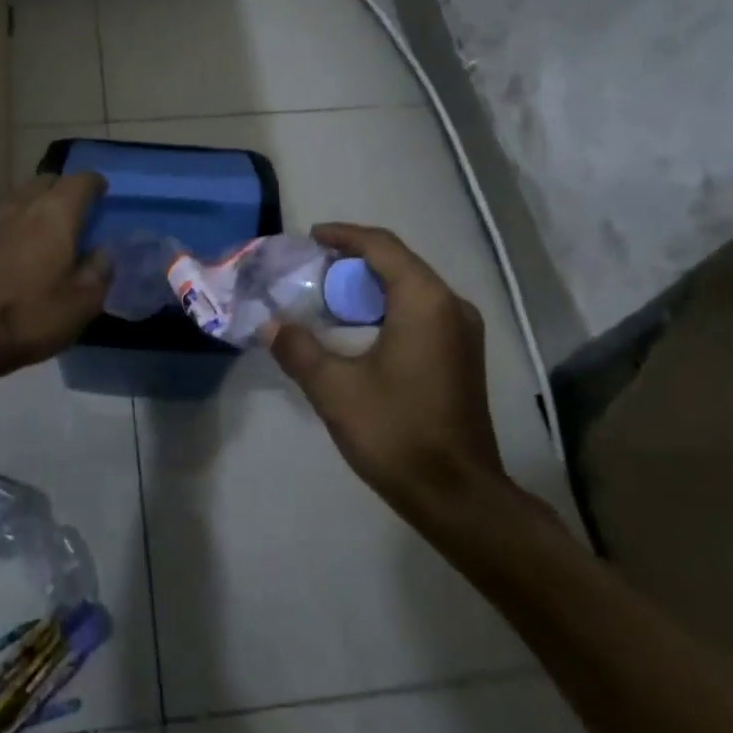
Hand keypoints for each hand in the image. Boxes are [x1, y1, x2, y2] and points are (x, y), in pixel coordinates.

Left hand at [0, 172, 109, 377]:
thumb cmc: (30, 317)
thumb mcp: (82, 304)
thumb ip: (99, 271)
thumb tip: (103, 251)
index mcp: (55, 215)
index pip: (80, 181)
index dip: (95, 184)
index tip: (103, 195)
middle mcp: (21, 209)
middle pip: (45, 182)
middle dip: (62, 189)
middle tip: (74, 212)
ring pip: (16, 201)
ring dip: (33, 207)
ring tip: (43, 232)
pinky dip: (10, 232)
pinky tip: (12, 258)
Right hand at [267, 224, 510, 509]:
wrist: (459, 496)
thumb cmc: (396, 432)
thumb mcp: (335, 389)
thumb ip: (298, 349)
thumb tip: (270, 325)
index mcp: (424, 301)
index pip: (381, 246)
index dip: (343, 235)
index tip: (311, 237)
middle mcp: (451, 305)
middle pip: (398, 262)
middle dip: (354, 260)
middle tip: (313, 269)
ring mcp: (462, 331)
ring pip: (411, 287)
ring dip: (370, 285)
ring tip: (329, 296)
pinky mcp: (462, 355)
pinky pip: (422, 310)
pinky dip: (388, 306)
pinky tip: (359, 328)